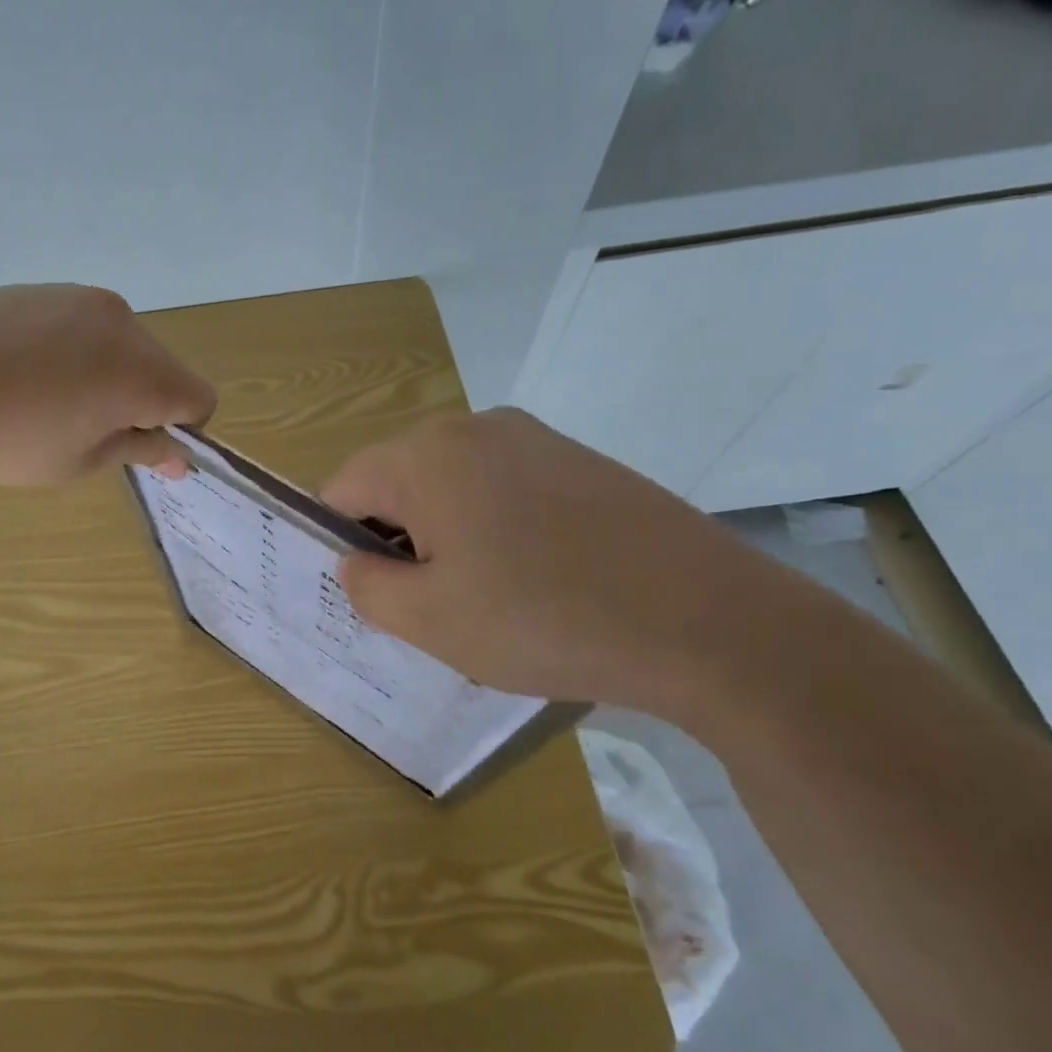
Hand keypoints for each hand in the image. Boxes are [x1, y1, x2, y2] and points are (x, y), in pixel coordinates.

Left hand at [0, 285, 217, 485]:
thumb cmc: (4, 439)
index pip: (198, 398)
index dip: (179, 431)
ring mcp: (78, 297)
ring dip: (107, 374)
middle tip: (84, 431)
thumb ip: (139, 452)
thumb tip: (179, 456)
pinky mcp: (41, 288)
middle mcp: (121, 322)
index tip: (135, 447)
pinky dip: (74, 351)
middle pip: (162, 367)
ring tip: (46, 400)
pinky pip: (82, 325)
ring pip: (122, 344)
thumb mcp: (79, 463)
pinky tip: (21, 372)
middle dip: (142, 401)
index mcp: (140, 369)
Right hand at [321, 409, 788, 716]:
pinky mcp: (579, 460)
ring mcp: (534, 438)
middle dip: (396, 539)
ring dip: (445, 534)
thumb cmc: (544, 620)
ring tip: (486, 595)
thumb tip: (356, 561)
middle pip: (397, 481)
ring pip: (451, 485)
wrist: (710, 623)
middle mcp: (473, 428)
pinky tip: (534, 576)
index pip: (342, 489)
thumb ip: (366, 586)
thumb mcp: (429, 620)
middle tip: (428, 604)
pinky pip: (503, 487)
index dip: (341, 543)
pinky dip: (494, 526)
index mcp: (425, 457)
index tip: (371, 593)